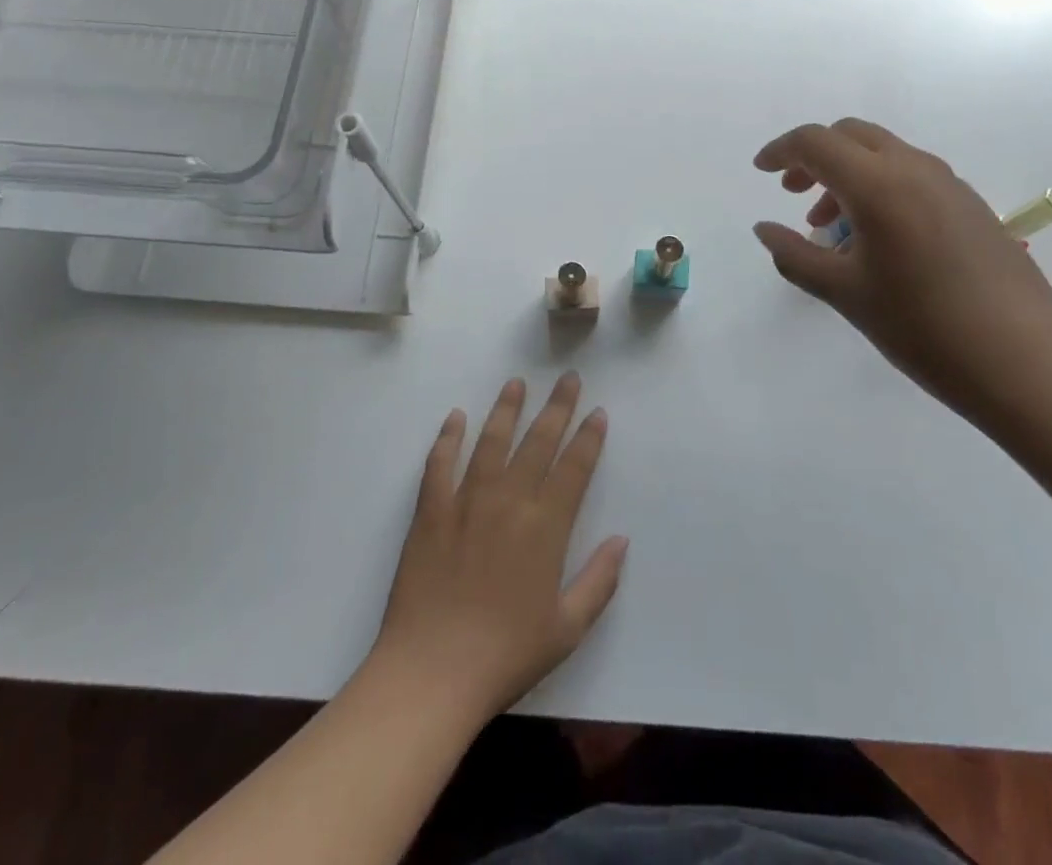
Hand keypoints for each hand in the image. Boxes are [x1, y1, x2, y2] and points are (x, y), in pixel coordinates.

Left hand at [368, 373, 627, 726]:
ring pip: (491, 441)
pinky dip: (448, 437)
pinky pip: (439, 464)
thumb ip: (599, 581)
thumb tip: (621, 539)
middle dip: (557, 407)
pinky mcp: (431, 512)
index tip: (597, 411)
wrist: (431, 673)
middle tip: (568, 378)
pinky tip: (456, 417)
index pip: (574, 468)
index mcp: (546, 527)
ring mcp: (466, 501)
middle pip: (538, 442)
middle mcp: (509, 501)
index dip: (588, 437)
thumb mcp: (567, 629)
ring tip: (516, 383)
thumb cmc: (506, 655)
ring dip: (506, 409)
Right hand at [752, 119, 1051, 415]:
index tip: (760, 171)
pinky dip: (880, 187)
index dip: (781, 150)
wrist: (1025, 360)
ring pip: (884, 154)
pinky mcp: (971, 204)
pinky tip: (879, 239)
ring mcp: (949, 184)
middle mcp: (914, 169)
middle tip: (793, 193)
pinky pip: (912, 175)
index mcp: (878, 184)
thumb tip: (764, 229)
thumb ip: (796, 254)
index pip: (816, 143)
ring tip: (832, 227)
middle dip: (815, 156)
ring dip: (848, 174)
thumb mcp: (845, 293)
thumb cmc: (922, 327)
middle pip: (851, 135)